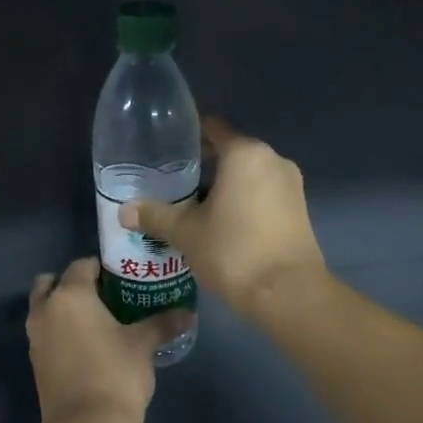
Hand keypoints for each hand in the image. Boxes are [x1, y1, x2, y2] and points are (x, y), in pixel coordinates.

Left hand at [27, 259, 179, 422]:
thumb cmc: (115, 374)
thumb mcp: (143, 345)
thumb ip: (162, 324)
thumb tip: (188, 313)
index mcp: (70, 296)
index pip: (81, 265)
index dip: (102, 268)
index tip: (123, 277)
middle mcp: (45, 310)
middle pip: (52, 283)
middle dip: (73, 284)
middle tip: (104, 296)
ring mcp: (35, 338)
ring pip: (46, 309)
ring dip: (64, 309)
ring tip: (99, 321)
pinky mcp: (36, 362)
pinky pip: (47, 334)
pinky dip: (61, 331)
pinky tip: (89, 345)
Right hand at [120, 118, 325, 316]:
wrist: (287, 293)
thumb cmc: (234, 252)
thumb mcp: (187, 234)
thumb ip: (156, 216)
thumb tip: (123, 211)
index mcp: (246, 154)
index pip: (214, 129)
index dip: (189, 136)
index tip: (167, 148)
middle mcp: (273, 161)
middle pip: (232, 154)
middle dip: (203, 167)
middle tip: (172, 183)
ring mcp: (291, 186)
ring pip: (249, 178)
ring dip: (223, 188)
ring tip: (192, 207)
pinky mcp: (299, 211)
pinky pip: (263, 196)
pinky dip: (243, 203)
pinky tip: (220, 224)